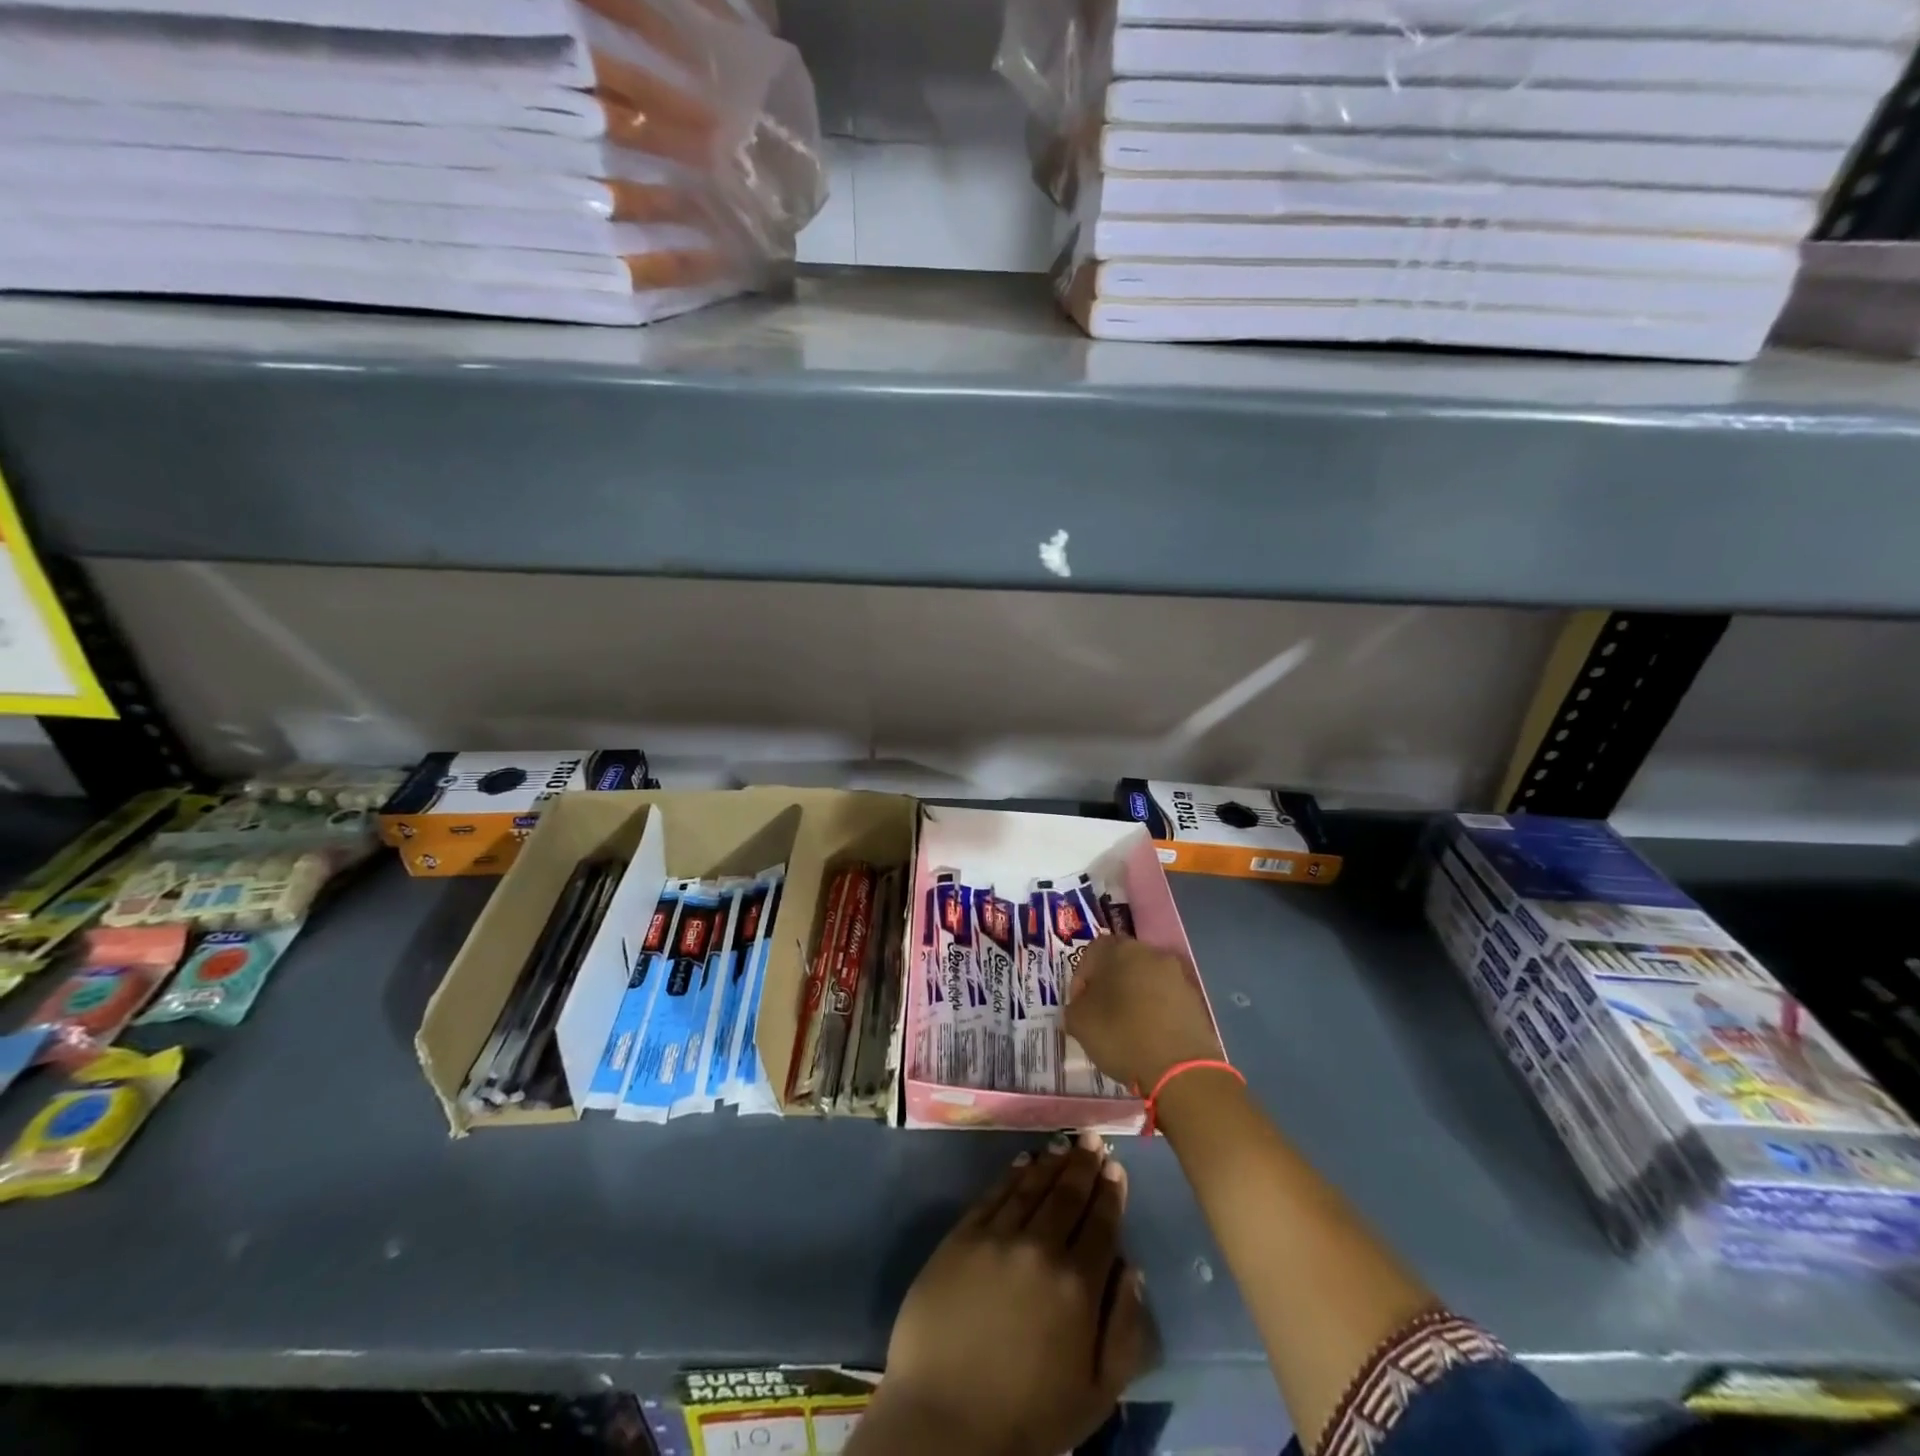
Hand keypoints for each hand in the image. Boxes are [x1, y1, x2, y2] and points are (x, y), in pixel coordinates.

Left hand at [866, 1134, 1148, 1455]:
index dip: (1111, 1193)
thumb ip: (1124, 1330)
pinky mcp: (962, 1236)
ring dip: (1051, 1162)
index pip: (1101, 1225)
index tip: (1116, 1167)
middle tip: (1092, 1139)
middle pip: (1067, 1195)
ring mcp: (997, 1236)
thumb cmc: (1028, 1417)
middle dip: (1084, 1165)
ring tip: (1064, 1143)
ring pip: (1031, 1186)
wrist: (945, 1421)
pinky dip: (1011, 1174)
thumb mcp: (1096, 1393)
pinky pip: (993, 1194)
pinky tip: (1022, 1161)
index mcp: (1077, 1285)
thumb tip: (1133, 1271)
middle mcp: (1040, 1248)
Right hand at [1065, 936, 1223, 1091]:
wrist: (1181, 1070)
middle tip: (1100, 1014)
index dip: (1081, 978)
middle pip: (1122, 963)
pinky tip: (1149, 1037)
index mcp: (1120, 950)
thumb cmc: (1121, 1036)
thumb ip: (1073, 1009)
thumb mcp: (1079, 1023)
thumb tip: (1079, 1009)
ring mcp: (1178, 976)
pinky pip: (1166, 1000)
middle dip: (1109, 985)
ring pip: (1146, 981)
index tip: (1079, 1005)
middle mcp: (1151, 953)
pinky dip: (1155, 1012)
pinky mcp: (1196, 1000)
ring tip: (1126, 1029)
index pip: (1092, 952)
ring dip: (1134, 998)